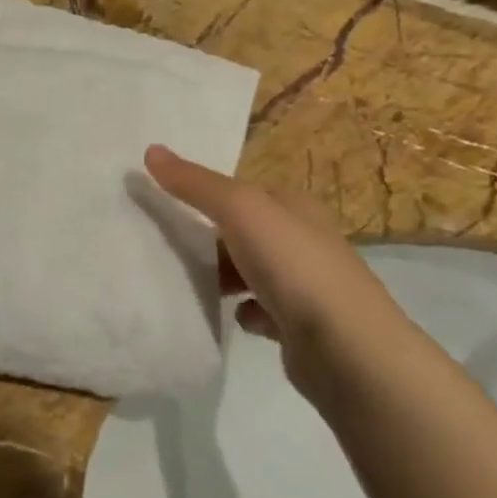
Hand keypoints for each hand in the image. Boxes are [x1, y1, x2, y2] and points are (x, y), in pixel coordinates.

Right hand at [145, 145, 411, 405]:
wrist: (345, 347)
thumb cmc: (292, 265)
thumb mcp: (239, 210)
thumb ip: (195, 184)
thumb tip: (151, 150)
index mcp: (294, 205)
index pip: (243, 192)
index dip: (206, 197)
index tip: (167, 209)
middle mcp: (304, 240)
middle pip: (245, 234)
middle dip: (211, 242)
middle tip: (170, 251)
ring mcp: (306, 285)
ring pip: (252, 273)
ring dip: (225, 279)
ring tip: (192, 286)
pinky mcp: (302, 325)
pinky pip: (263, 311)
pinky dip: (246, 313)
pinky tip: (233, 318)